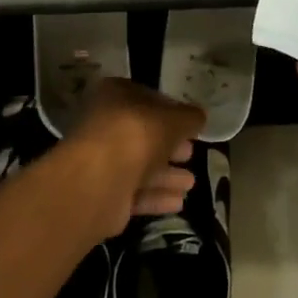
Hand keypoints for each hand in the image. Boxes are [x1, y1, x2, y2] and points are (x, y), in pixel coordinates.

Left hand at [63, 78, 204, 237]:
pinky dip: (156, 196)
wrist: (98, 181)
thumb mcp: (174, 119)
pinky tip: (179, 202)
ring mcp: (102, 160)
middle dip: (169, 146)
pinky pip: (135, 192)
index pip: (147, 99)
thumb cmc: (137, 135)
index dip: (171, 111)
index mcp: (114, 95)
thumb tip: (199, 116)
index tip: (191, 125)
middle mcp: (104, 125)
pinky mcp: (104, 193)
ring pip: (140, 166)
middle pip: (143, 135)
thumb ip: (189, 117)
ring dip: (166, 174)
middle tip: (191, 153)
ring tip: (191, 183)